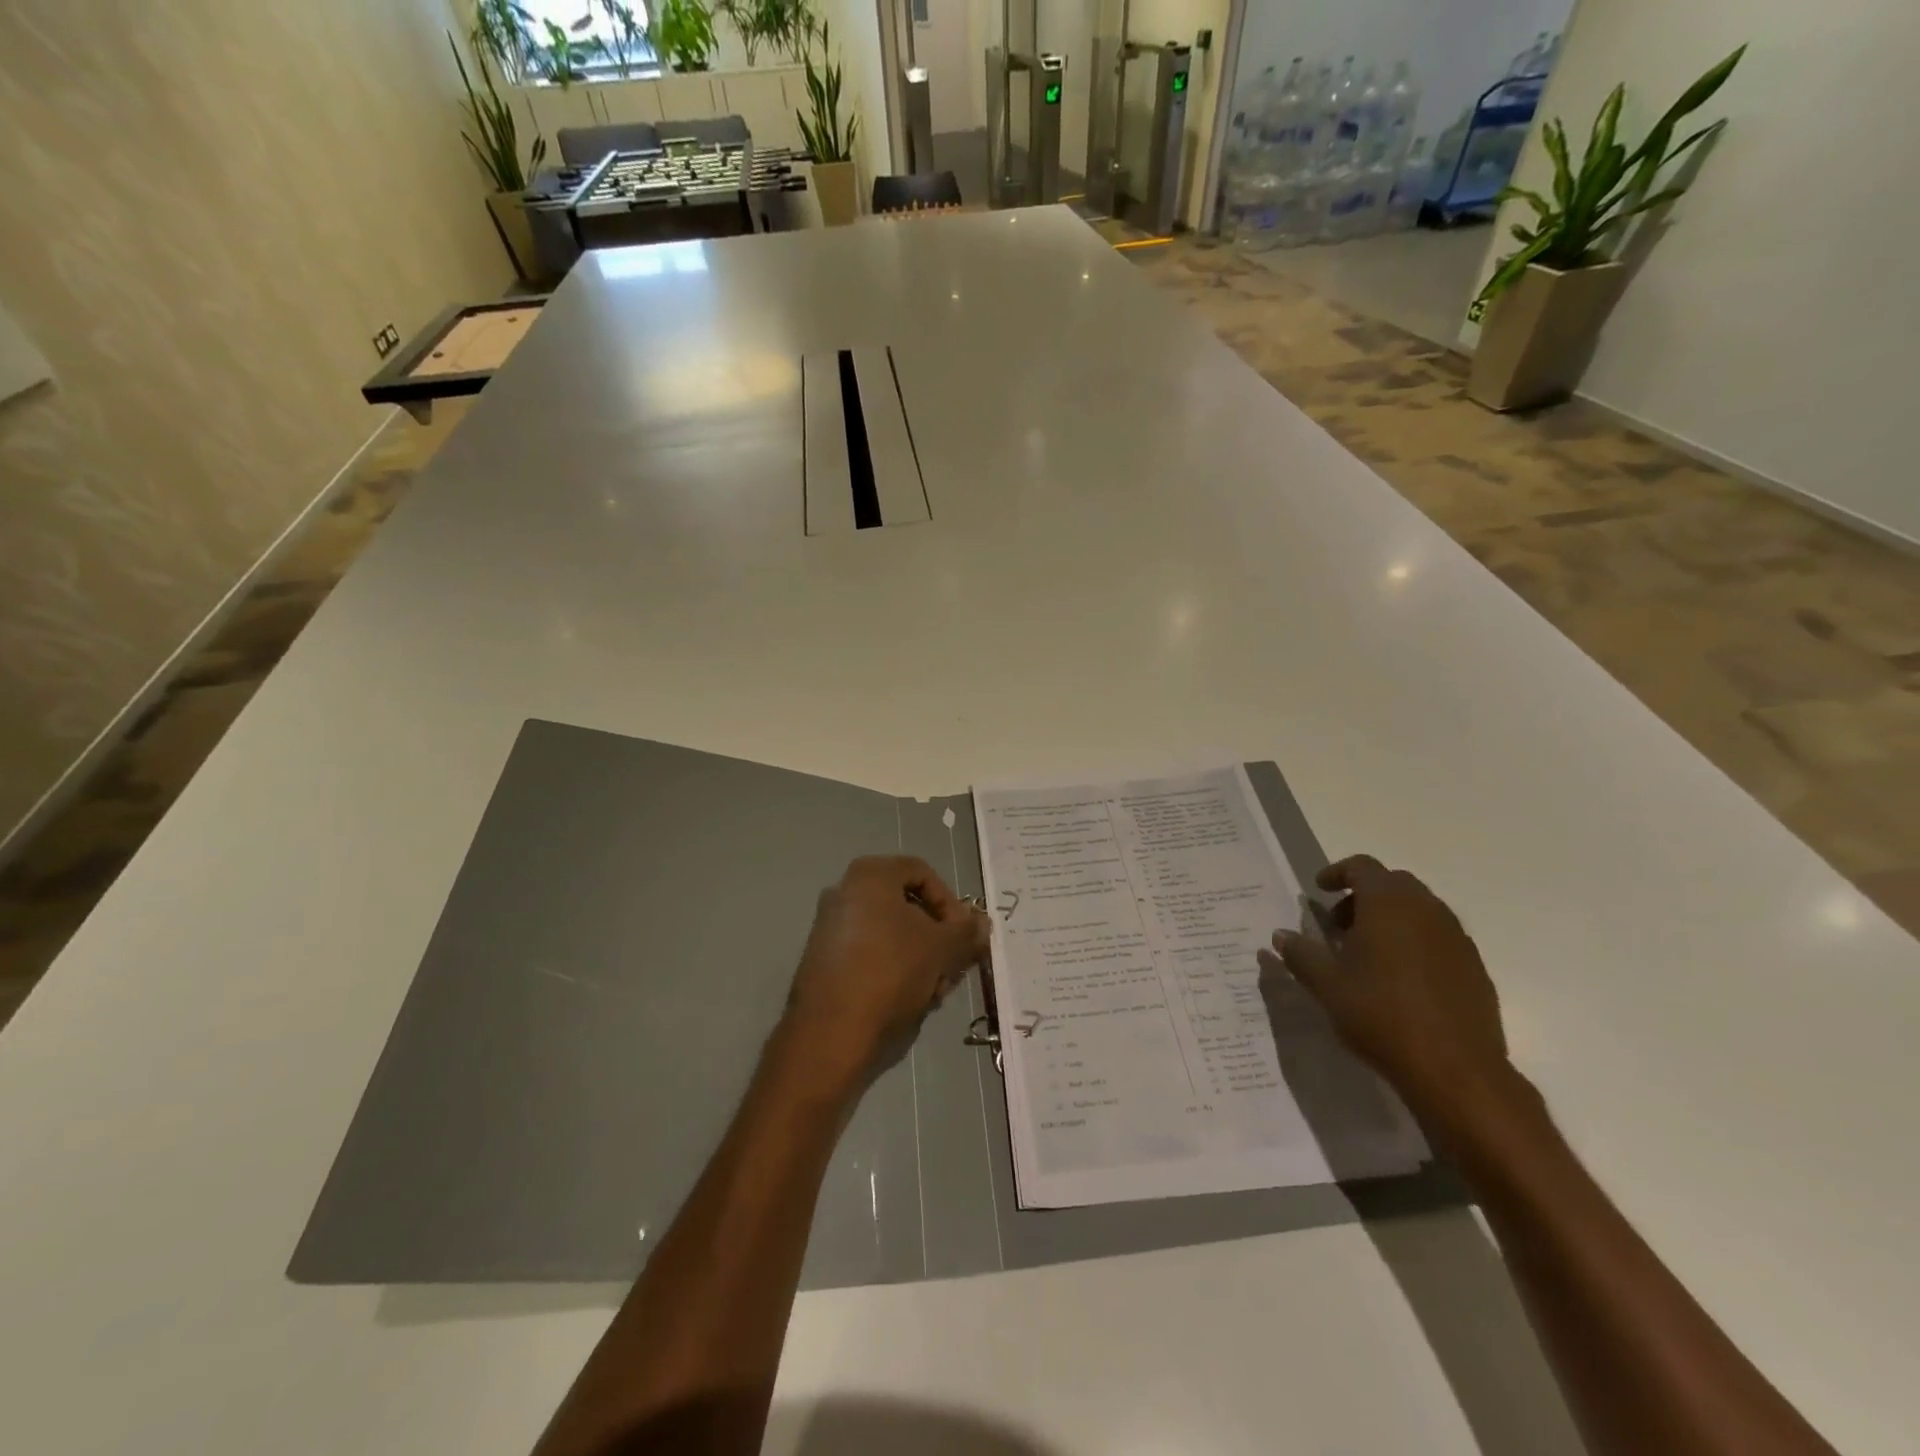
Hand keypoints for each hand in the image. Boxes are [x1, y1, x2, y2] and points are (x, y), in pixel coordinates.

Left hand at [782, 856, 988, 1085]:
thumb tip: (981, 923)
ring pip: (890, 933)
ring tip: (935, 990)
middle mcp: (844, 891)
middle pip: (906, 906)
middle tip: (953, 967)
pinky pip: (869, 953)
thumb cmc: (891, 973)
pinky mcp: (823, 959)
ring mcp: (830, 926)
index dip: (951, 903)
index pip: (923, 873)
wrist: (830, 1032)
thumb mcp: (942, 948)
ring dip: (920, 957)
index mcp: (869, 875)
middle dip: (937, 937)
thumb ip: (966, 930)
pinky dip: (894, 969)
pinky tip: (909, 999)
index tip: (963, 935)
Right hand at [1258, 855, 1510, 1115]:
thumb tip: (1281, 936)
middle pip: (1392, 884)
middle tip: (1339, 926)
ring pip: (1418, 909)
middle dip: (1362, 896)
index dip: (1337, 873)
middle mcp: (1427, 910)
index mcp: (1388, 904)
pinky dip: (1414, 942)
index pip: (1362, 867)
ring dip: (1390, 919)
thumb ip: (1301, 954)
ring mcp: (1456, 938)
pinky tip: (1399, 979)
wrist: (1455, 1070)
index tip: (1319, 891)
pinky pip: (1438, 937)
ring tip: (1366, 954)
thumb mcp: (1327, 985)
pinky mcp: (1474, 967)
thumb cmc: (1381, 1015)